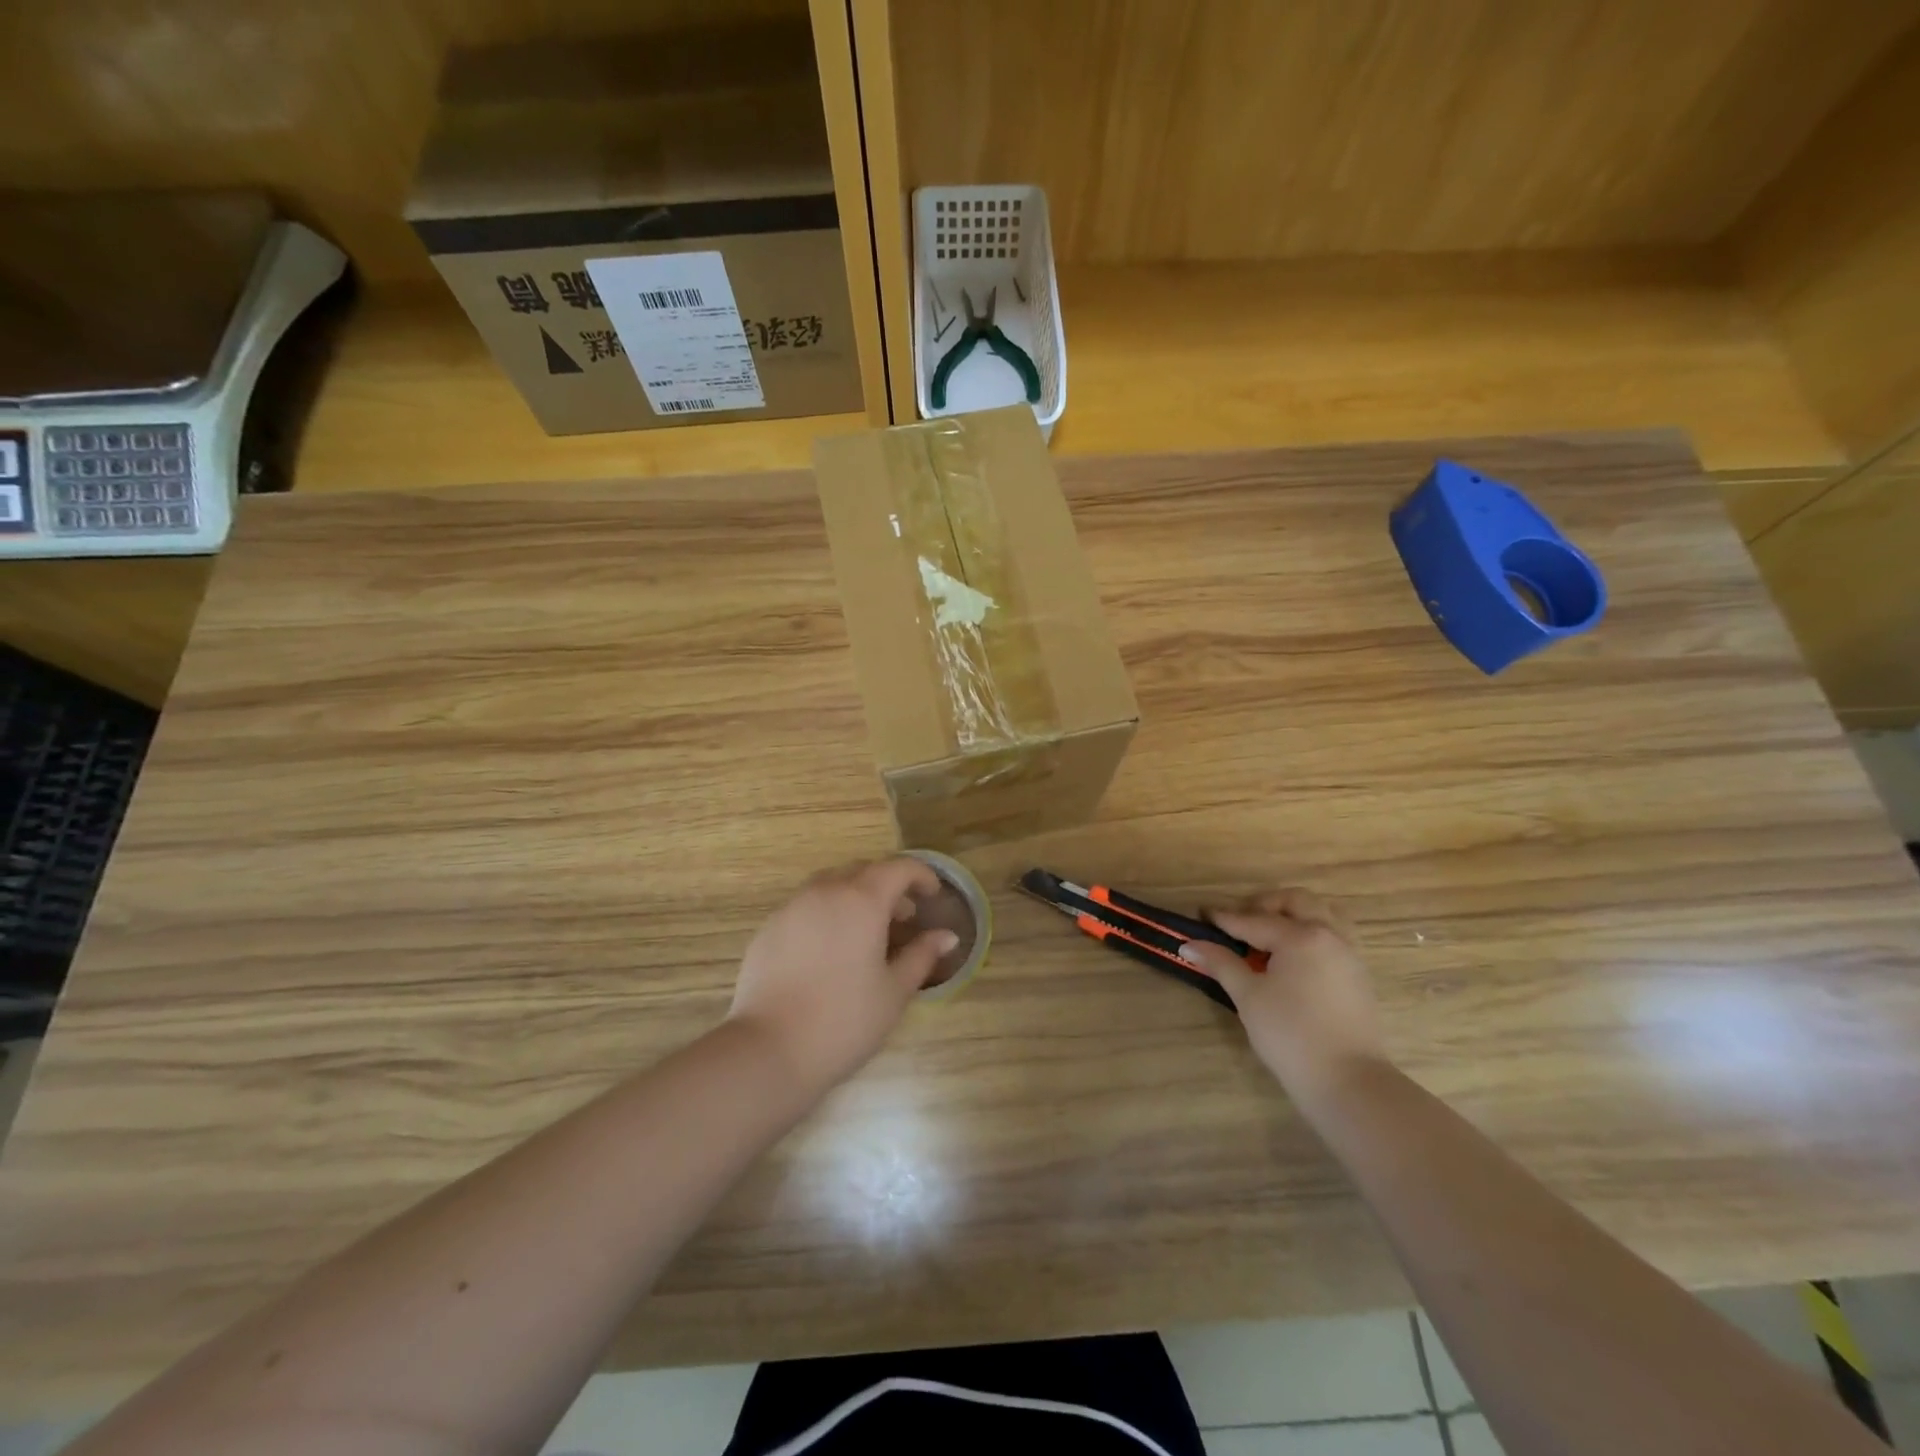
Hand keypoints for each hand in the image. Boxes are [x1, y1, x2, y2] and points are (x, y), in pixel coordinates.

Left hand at [727, 859, 958, 1093]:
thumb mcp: (894, 991)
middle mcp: (825, 891)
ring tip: (866, 932)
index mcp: (862, 900)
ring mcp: (792, 907)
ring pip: (830, 884)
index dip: (921, 875)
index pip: (898, 868)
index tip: (933, 895)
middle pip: (863, 871)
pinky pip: (805, 906)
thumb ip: (922, 956)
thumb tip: (947, 936)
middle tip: (903, 917)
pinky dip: (826, 914)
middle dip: (888, 886)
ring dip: (854, 896)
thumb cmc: (844, 1020)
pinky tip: (829, 951)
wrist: (768, 1049)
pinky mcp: (769, 928)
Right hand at [1178, 889, 1385, 1101]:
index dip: (1223, 918)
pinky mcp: (1358, 974)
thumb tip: (1189, 945)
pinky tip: (1294, 956)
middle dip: (1263, 906)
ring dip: (1293, 914)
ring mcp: (1349, 953)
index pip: (1253, 920)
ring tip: (1269, 935)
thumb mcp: (1248, 997)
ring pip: (1322, 913)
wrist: (1348, 1082)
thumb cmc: (1291, 1035)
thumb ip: (1221, 963)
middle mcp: (1329, 935)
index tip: (1201, 914)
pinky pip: (1335, 934)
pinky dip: (1312, 931)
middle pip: (1294, 902)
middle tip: (1239, 924)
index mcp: (1301, 936)